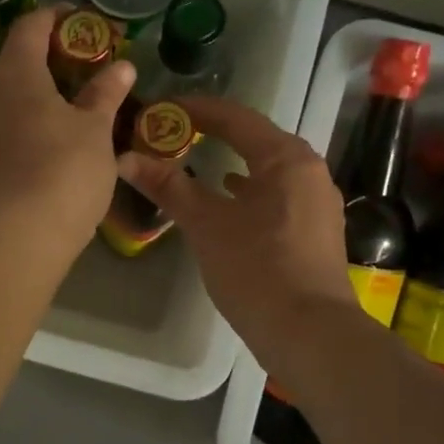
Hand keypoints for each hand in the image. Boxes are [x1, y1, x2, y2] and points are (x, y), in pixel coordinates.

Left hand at [0, 8, 135, 248]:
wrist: (18, 235)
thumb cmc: (64, 170)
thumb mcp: (95, 129)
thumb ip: (105, 93)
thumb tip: (121, 66)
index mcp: (16, 73)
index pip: (31, 26)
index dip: (56, 16)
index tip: (82, 21)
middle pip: (17, 61)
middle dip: (50, 58)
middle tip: (86, 66)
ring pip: (10, 96)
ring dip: (39, 92)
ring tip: (74, 105)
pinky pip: (4, 124)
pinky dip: (28, 120)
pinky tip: (52, 138)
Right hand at [115, 95, 355, 353]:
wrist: (310, 334)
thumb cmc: (257, 269)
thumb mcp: (206, 225)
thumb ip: (169, 186)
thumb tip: (126, 158)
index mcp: (286, 158)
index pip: (235, 117)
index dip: (194, 110)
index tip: (159, 109)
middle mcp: (308, 170)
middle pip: (254, 139)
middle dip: (212, 134)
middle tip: (172, 133)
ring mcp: (317, 201)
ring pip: (266, 168)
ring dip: (230, 161)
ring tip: (194, 160)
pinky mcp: (315, 229)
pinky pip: (276, 193)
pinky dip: (248, 190)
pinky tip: (229, 198)